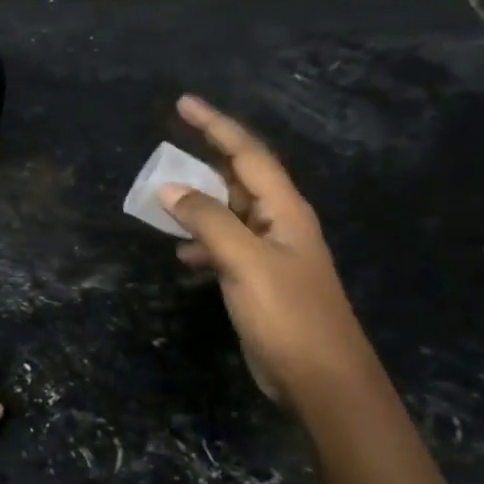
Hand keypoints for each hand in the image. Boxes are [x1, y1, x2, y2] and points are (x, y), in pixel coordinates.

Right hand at [161, 96, 382, 411]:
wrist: (322, 380)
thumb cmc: (288, 314)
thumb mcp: (244, 261)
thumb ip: (206, 220)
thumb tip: (168, 188)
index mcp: (284, 210)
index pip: (248, 154)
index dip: (216, 125)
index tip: (183, 103)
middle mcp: (279, 223)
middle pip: (238, 178)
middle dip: (204, 160)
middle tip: (166, 148)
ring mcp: (270, 252)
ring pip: (227, 212)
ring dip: (197, 203)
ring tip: (162, 201)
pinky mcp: (259, 280)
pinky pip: (224, 244)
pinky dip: (201, 241)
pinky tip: (183, 254)